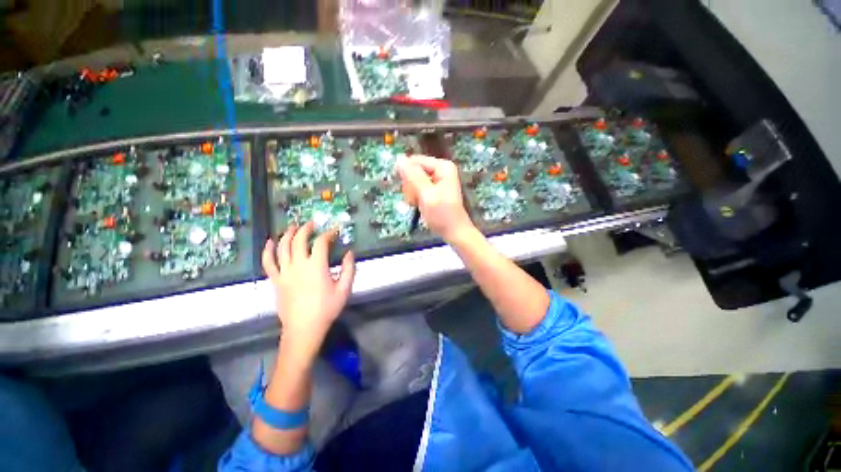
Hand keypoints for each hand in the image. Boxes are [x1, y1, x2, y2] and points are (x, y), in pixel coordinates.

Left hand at [262, 222, 354, 354]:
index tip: (335, 231)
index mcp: (316, 266)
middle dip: (306, 229)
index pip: (321, 242)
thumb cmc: (327, 308)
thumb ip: (349, 268)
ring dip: (287, 234)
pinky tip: (270, 242)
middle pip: (299, 240)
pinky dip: (268, 250)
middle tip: (312, 223)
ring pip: (282, 247)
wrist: (304, 328)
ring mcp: (284, 272)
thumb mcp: (344, 289)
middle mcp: (298, 264)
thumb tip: (350, 252)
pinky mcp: (276, 280)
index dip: (328, 233)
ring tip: (293, 227)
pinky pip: (268, 262)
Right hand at [397, 155, 475, 241]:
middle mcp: (440, 170)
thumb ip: (413, 176)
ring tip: (419, 205)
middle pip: (413, 171)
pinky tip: (420, 206)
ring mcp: (436, 180)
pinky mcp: (433, 189)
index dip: (407, 176)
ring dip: (412, 195)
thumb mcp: (427, 194)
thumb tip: (399, 158)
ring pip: (412, 181)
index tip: (410, 192)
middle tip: (416, 201)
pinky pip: (416, 189)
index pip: (414, 161)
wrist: (453, 232)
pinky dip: (415, 198)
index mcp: (442, 167)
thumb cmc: (442, 214)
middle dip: (411, 187)